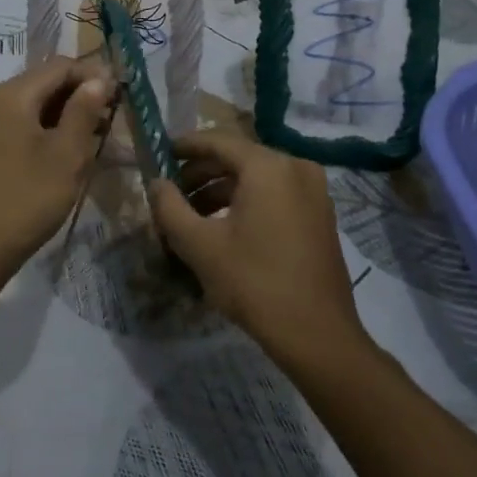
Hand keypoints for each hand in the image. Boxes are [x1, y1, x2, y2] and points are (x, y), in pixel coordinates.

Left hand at [0, 55, 113, 279]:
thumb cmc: (26, 199)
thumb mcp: (66, 155)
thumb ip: (84, 111)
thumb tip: (99, 78)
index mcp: (12, 95)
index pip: (60, 66)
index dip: (94, 74)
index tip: (122, 94)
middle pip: (44, 82)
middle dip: (80, 94)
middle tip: (112, 117)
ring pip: (33, 105)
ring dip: (65, 114)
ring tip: (96, 137)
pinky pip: (19, 125)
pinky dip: (46, 130)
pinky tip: (65, 152)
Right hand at [150, 131, 367, 363]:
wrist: (318, 335)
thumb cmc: (254, 283)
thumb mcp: (199, 245)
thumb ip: (170, 207)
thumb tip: (156, 183)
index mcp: (268, 166)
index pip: (218, 141)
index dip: (185, 146)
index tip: (161, 154)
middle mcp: (295, 167)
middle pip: (238, 158)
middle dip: (202, 173)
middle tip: (172, 194)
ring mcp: (314, 191)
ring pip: (257, 178)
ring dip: (222, 191)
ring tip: (193, 217)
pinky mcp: (320, 215)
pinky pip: (276, 194)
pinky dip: (248, 202)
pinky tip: (225, 229)